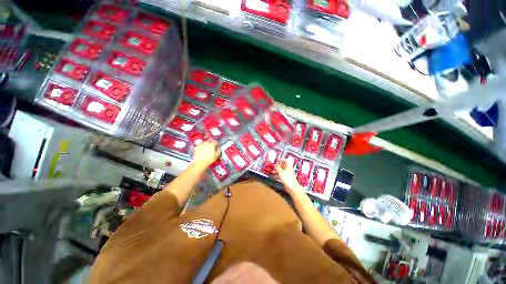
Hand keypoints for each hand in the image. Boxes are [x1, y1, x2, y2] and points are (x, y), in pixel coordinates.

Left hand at [192, 140, 219, 169]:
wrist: (200, 163)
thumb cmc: (209, 160)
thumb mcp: (216, 156)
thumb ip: (218, 151)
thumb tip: (219, 148)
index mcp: (212, 145)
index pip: (215, 142)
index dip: (216, 143)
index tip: (217, 144)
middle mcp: (206, 144)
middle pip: (209, 140)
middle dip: (211, 142)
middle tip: (212, 145)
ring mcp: (201, 145)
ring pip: (204, 142)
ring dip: (206, 143)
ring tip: (207, 146)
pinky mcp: (196, 147)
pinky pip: (200, 145)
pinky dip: (201, 146)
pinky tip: (202, 149)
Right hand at [275, 160, 302, 194]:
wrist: (292, 188)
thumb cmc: (288, 179)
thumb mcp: (281, 172)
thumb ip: (277, 168)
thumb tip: (275, 165)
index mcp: (288, 166)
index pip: (285, 160)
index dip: (281, 160)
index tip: (277, 160)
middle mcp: (289, 169)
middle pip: (283, 166)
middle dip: (277, 166)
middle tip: (273, 167)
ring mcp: (288, 174)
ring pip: (282, 171)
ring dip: (277, 170)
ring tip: (272, 171)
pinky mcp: (287, 179)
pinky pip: (281, 175)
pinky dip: (278, 175)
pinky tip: (274, 176)